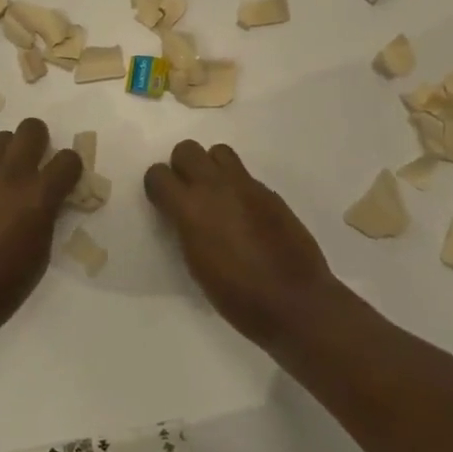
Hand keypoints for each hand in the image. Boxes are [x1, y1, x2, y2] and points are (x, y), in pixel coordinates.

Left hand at [0, 118, 82, 341]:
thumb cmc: (2, 288)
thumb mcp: (39, 255)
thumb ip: (46, 219)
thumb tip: (46, 204)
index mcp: (38, 196)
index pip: (68, 159)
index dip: (72, 168)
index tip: (68, 181)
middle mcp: (11, 177)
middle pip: (31, 129)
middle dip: (40, 140)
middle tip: (39, 165)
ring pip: (1, 140)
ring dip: (12, 153)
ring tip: (10, 183)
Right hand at [144, 141, 340, 349]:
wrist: (295, 302)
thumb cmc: (238, 297)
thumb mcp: (196, 265)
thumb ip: (186, 229)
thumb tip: (184, 214)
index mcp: (191, 209)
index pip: (158, 175)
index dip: (158, 187)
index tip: (163, 202)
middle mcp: (215, 187)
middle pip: (186, 149)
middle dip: (182, 167)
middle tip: (189, 194)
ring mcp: (245, 185)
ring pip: (218, 152)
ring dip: (212, 168)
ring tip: (217, 197)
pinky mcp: (269, 192)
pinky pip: (244, 175)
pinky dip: (237, 187)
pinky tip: (245, 215)